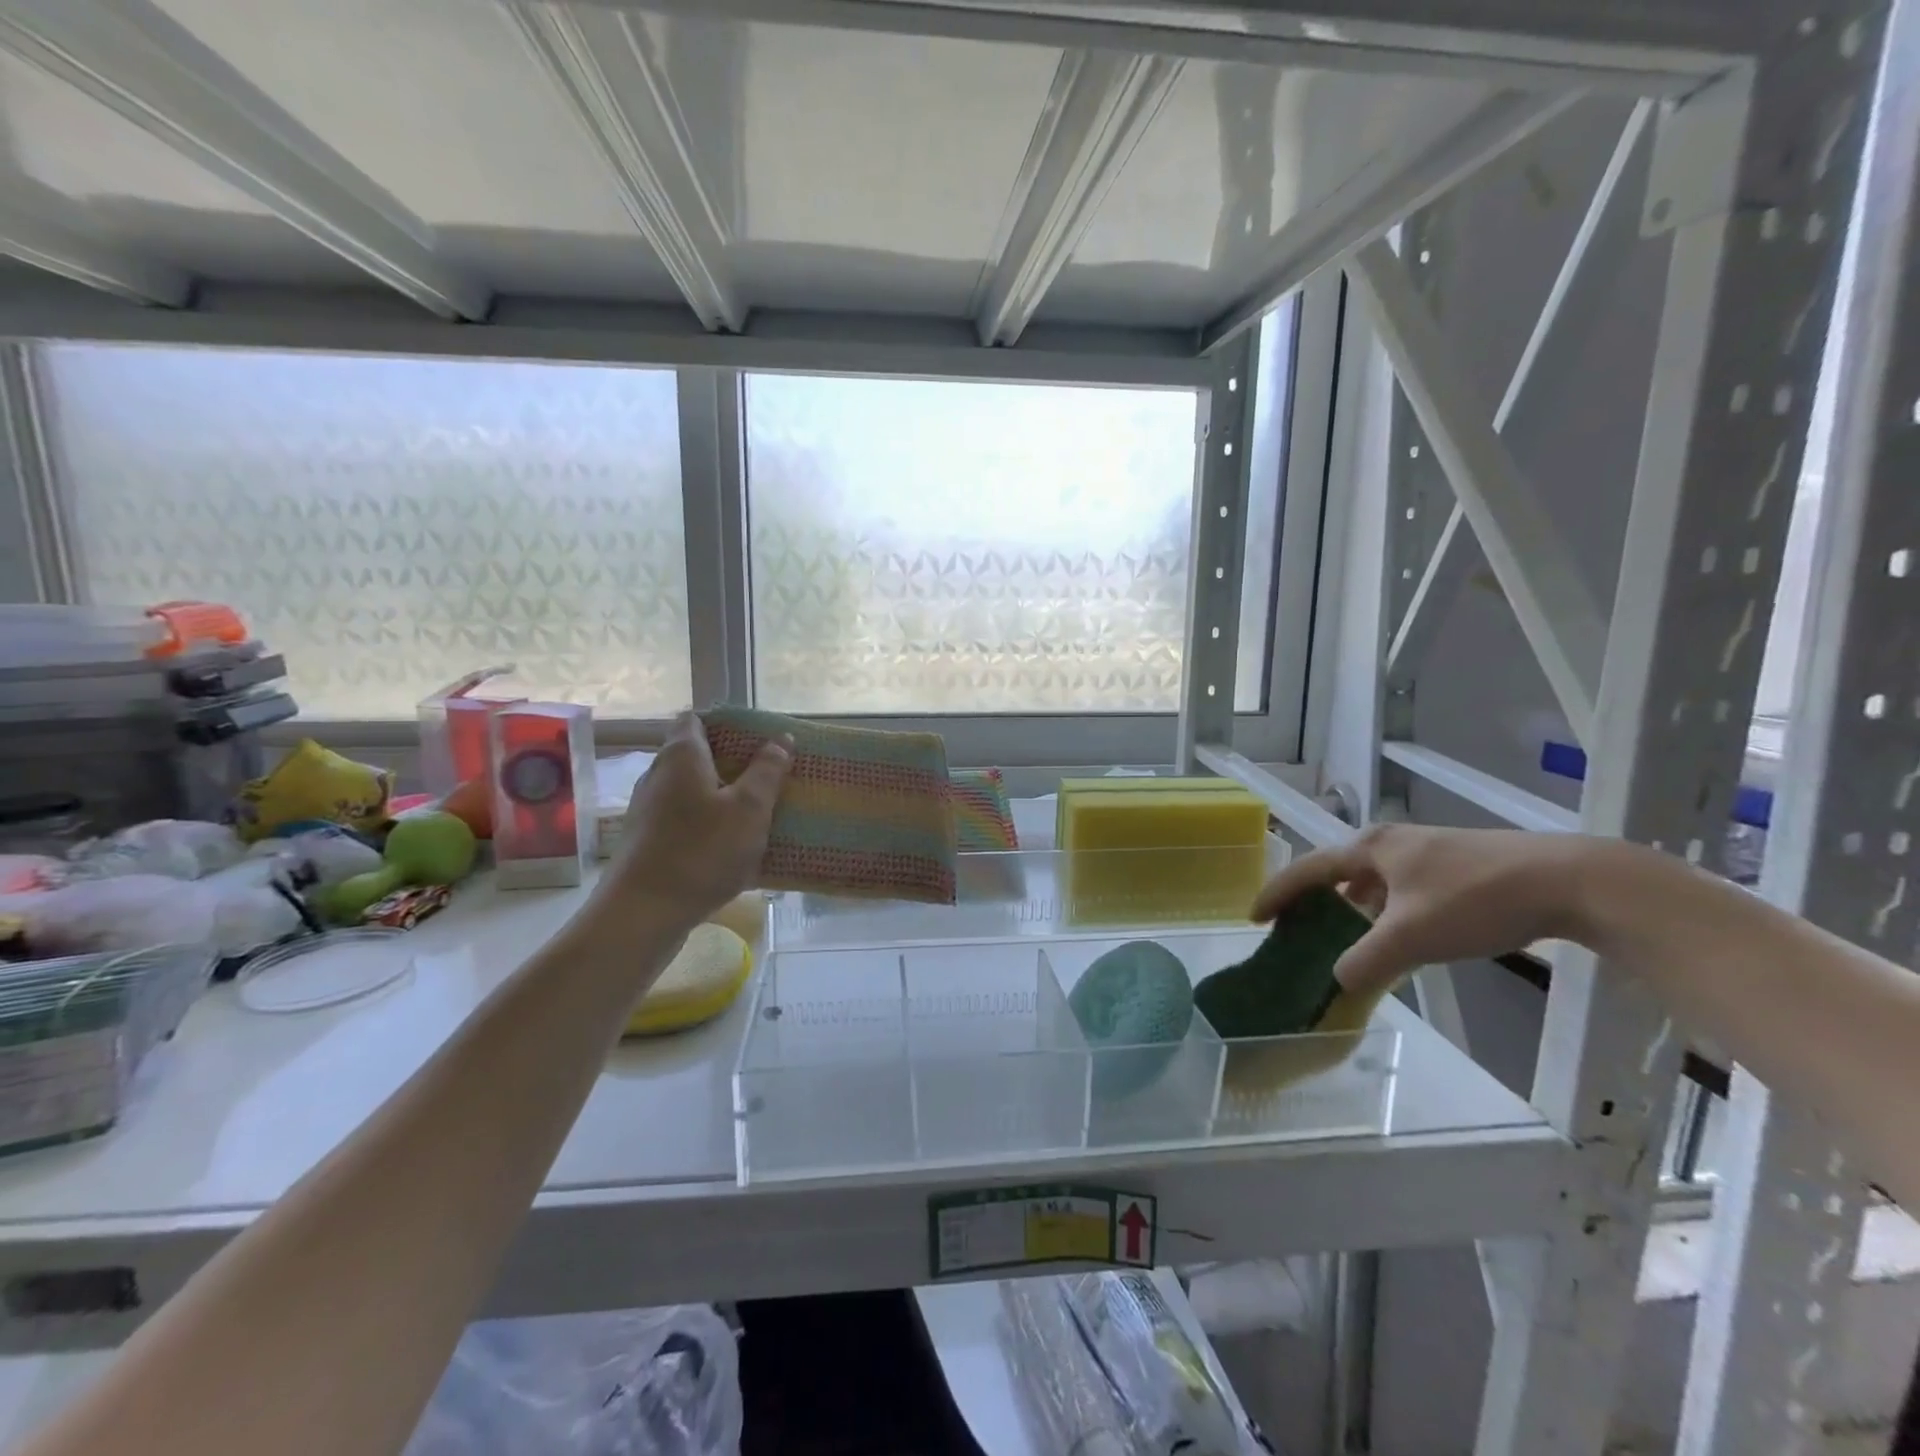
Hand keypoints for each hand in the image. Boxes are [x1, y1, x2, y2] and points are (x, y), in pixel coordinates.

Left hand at [603, 712, 790, 929]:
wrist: (644, 913)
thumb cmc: (702, 851)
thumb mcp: (750, 809)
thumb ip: (767, 771)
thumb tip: (780, 739)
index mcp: (682, 756)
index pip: (696, 719)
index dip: (726, 724)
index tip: (758, 739)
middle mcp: (658, 775)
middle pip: (695, 755)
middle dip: (731, 762)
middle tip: (768, 775)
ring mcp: (648, 810)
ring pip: (690, 790)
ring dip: (721, 795)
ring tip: (756, 811)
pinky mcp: (647, 841)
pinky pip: (683, 820)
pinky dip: (707, 823)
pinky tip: (732, 846)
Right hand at [1251, 824, 1592, 997]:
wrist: (1566, 879)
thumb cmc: (1475, 898)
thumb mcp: (1412, 936)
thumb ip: (1367, 960)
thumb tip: (1336, 981)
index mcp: (1370, 848)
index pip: (1309, 870)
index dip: (1278, 893)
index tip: (1254, 918)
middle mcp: (1391, 844)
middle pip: (1338, 873)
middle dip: (1314, 902)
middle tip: (1296, 930)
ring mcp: (1426, 853)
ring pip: (1373, 884)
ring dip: (1353, 911)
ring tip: (1344, 942)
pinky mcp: (1456, 867)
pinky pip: (1401, 892)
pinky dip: (1386, 915)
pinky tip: (1399, 940)